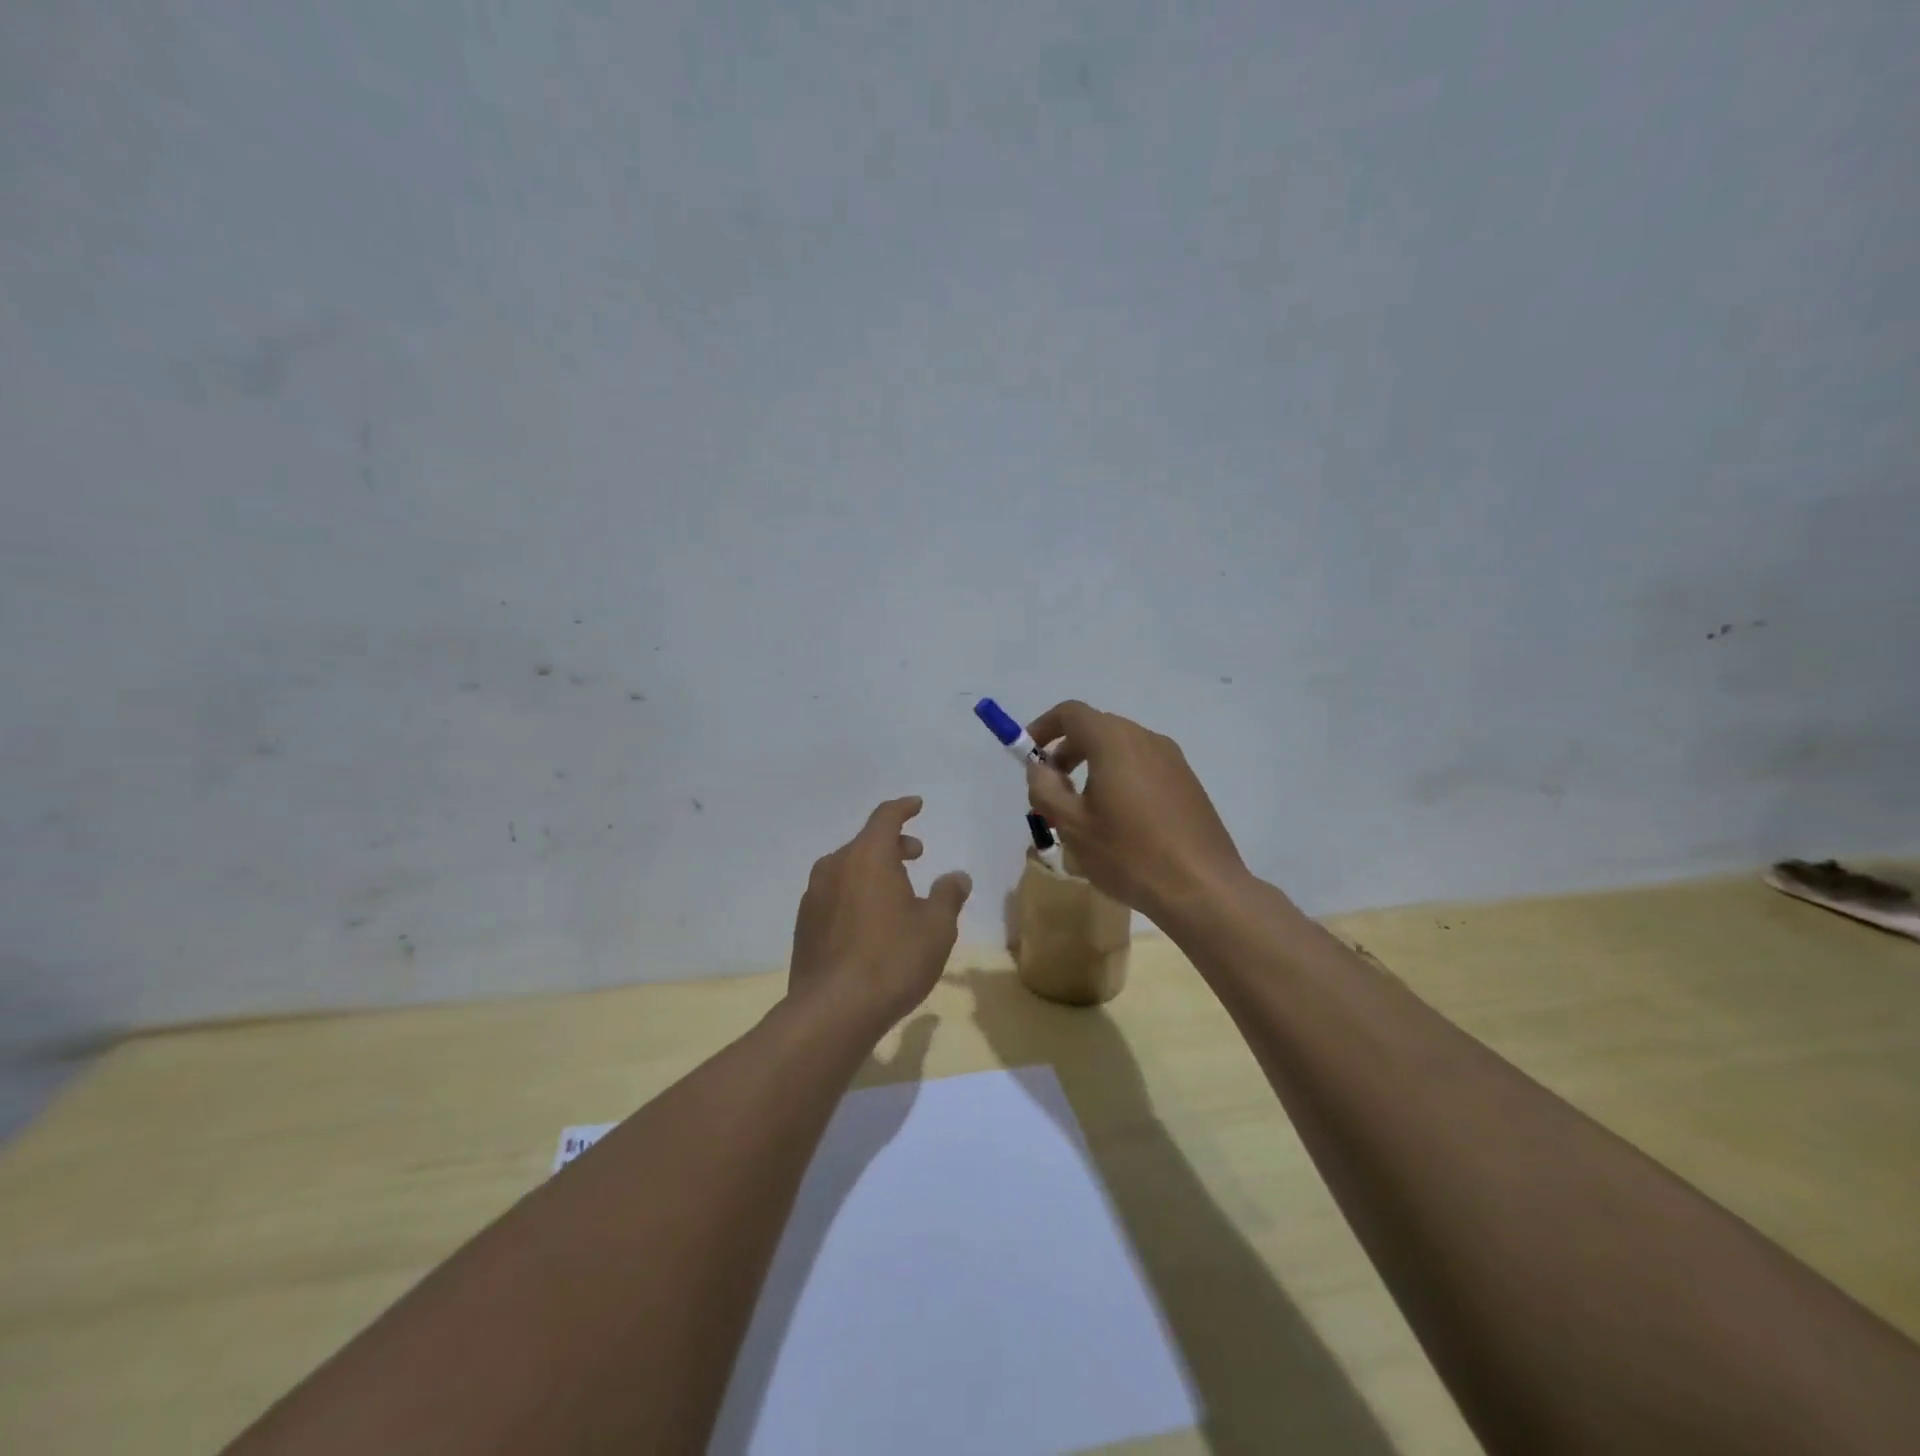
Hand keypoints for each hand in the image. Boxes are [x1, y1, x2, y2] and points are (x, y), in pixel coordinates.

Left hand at [788, 797, 971, 1030]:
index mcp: (867, 857)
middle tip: (916, 855)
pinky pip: (834, 894)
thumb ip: (948, 895)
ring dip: (872, 870)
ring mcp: (814, 896)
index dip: (903, 808)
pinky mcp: (804, 925)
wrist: (832, 1011)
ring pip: (847, 869)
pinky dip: (855, 894)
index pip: (885, 817)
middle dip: (893, 844)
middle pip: (865, 843)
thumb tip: (956, 876)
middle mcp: (835, 867)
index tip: (916, 805)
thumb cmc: (892, 960)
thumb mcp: (936, 928)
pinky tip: (870, 922)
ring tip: (896, 891)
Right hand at [1023, 701, 1248, 922]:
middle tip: (1051, 789)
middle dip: (1066, 752)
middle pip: (1096, 729)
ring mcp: (1172, 760)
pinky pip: (1143, 767)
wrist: (1203, 888)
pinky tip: (1118, 822)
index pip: (1071, 713)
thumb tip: (1040, 768)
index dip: (1043, 727)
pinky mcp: (1187, 782)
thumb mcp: (1072, 825)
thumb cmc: (1129, 854)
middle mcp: (1145, 739)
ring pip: (1121, 749)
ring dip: (1093, 767)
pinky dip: (1119, 778)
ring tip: (1082, 811)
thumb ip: (1045, 789)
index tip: (1028, 755)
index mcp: (1114, 741)